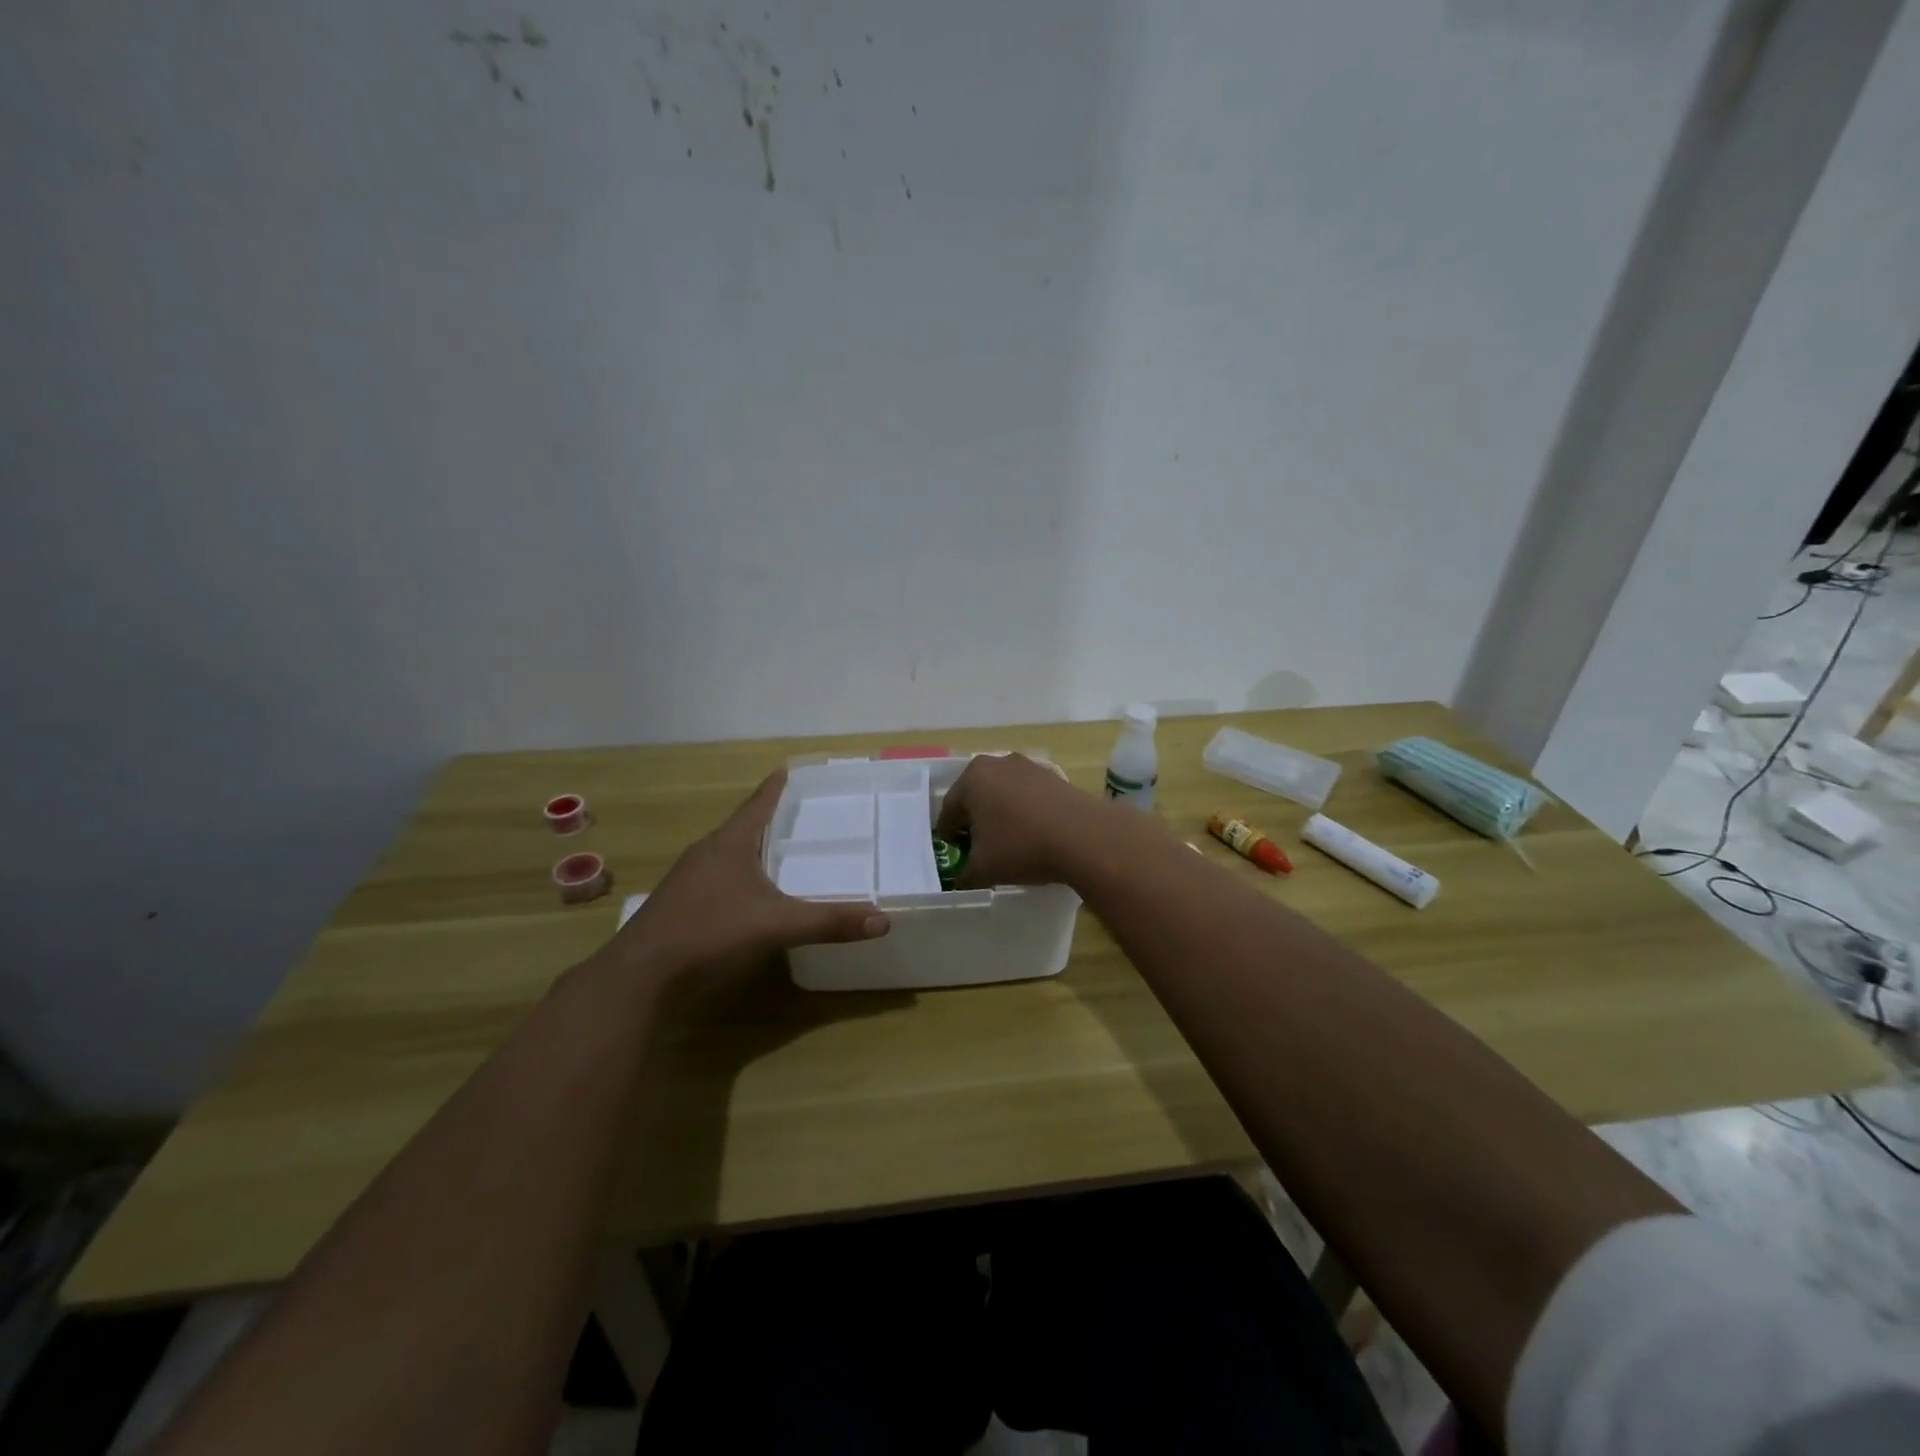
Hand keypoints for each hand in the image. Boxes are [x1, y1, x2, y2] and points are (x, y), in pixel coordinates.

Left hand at [609, 772, 888, 986]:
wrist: (640, 976)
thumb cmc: (710, 933)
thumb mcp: (777, 926)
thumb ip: (829, 922)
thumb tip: (883, 921)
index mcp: (729, 843)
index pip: (758, 803)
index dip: (776, 787)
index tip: (789, 769)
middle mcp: (706, 852)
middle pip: (744, 826)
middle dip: (771, 819)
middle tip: (803, 816)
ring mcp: (688, 879)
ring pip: (728, 853)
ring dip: (753, 849)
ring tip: (783, 853)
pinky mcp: (679, 904)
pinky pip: (717, 877)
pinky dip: (740, 876)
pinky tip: (752, 895)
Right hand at [934, 752, 1111, 889]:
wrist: (1084, 836)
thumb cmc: (1022, 847)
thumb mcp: (983, 869)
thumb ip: (964, 875)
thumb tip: (961, 880)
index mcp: (972, 779)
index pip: (949, 811)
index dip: (949, 836)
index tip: (955, 854)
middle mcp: (997, 764)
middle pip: (975, 797)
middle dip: (974, 822)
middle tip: (978, 848)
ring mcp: (1027, 766)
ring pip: (1002, 794)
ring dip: (999, 815)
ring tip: (1007, 842)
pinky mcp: (1052, 775)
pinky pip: (1026, 795)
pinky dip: (1023, 811)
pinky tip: (1033, 834)